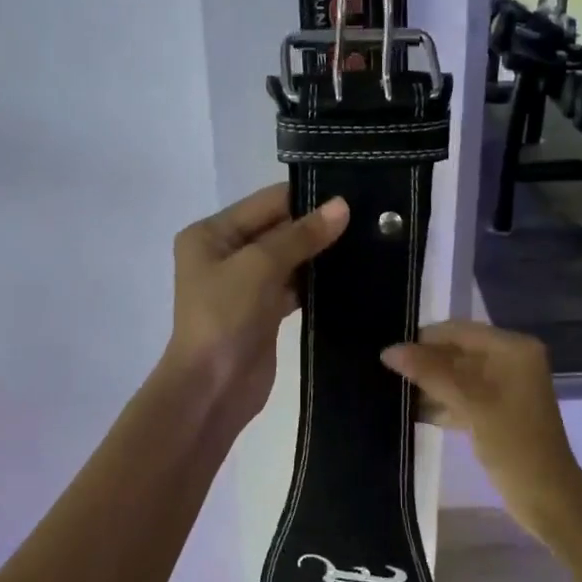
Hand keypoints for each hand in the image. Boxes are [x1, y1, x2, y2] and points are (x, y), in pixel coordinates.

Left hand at [164, 184, 347, 426]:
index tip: (353, 192)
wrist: (212, 389)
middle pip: (278, 228)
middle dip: (317, 225)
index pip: (267, 202)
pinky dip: (317, 281)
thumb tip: (342, 206)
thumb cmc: (225, 318)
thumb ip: (301, 235)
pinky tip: (351, 274)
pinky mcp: (263, 312)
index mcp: (212, 233)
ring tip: (368, 240)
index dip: (307, 196)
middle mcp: (225, 253)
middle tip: (369, 216)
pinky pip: (294, 286)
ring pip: (289, 258)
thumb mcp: (260, 266)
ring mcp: (244, 285)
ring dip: (321, 253)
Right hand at [381, 321, 581, 543]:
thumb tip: (389, 350)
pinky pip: (463, 396)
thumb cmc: (514, 445)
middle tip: (384, 373)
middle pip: (458, 351)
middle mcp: (511, 360)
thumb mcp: (471, 404)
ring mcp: (504, 387)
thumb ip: (430, 373)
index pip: (459, 331)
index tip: (387, 352)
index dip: (424, 340)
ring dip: (429, 384)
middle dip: (425, 362)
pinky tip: (411, 411)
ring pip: (457, 375)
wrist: (547, 498)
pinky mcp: (497, 411)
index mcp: (513, 349)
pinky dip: (441, 402)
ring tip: (391, 390)